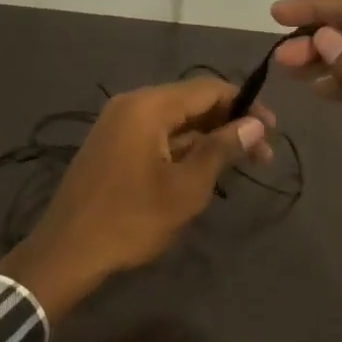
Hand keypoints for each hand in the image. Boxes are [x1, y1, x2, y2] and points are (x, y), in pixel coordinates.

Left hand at [0, 77, 270, 323]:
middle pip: (191, 102)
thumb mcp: (187, 187)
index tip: (273, 131)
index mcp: (148, 106)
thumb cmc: (132, 219)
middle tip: (261, 155)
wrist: (68, 252)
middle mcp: (130, 104)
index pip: (208, 89)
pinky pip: (155, 135)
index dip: (245, 105)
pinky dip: (183, 147)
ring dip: (207, 138)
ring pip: (174, 121)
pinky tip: (203, 169)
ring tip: (239, 164)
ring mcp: (117, 125)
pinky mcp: (111, 146)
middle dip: (229, 124)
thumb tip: (255, 124)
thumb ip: (221, 149)